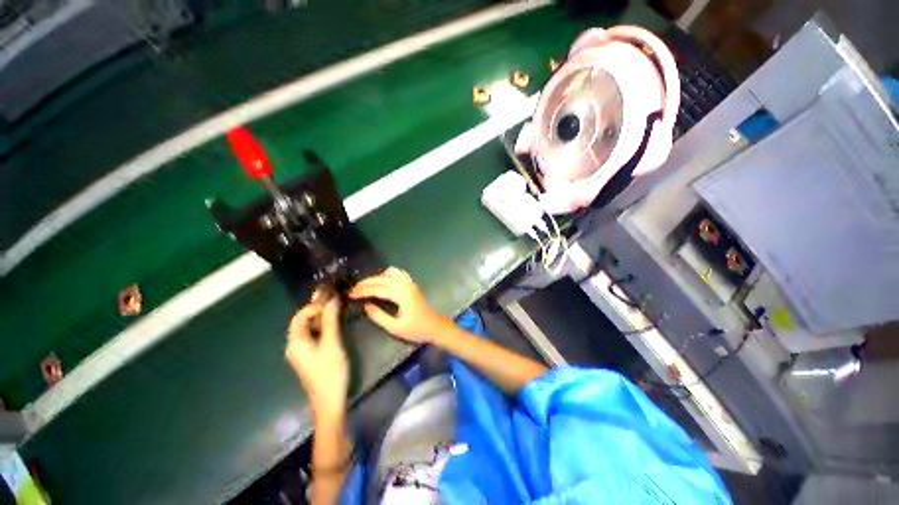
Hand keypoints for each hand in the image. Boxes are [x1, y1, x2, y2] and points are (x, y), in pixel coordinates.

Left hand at [285, 292, 347, 418]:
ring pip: (309, 328)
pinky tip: (335, 324)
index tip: (332, 301)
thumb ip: (331, 321)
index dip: (314, 305)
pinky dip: (323, 327)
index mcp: (296, 342)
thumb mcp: (332, 343)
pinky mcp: (309, 356)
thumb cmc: (330, 372)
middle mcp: (294, 345)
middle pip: (303, 321)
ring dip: (321, 317)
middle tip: (336, 301)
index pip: (300, 316)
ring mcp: (301, 352)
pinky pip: (313, 335)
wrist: (329, 401)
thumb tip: (332, 300)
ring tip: (337, 309)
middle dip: (318, 309)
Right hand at [349, 267, 448, 343]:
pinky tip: (382, 282)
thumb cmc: (416, 329)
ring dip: (377, 277)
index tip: (350, 295)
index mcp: (401, 294)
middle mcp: (405, 285)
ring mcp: (410, 283)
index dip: (362, 291)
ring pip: (390, 272)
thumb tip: (366, 305)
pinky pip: (399, 273)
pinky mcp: (412, 284)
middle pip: (382, 278)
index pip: (377, 288)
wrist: (435, 326)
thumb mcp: (395, 327)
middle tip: (353, 290)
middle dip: (366, 283)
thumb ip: (379, 316)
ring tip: (366, 286)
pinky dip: (388, 274)